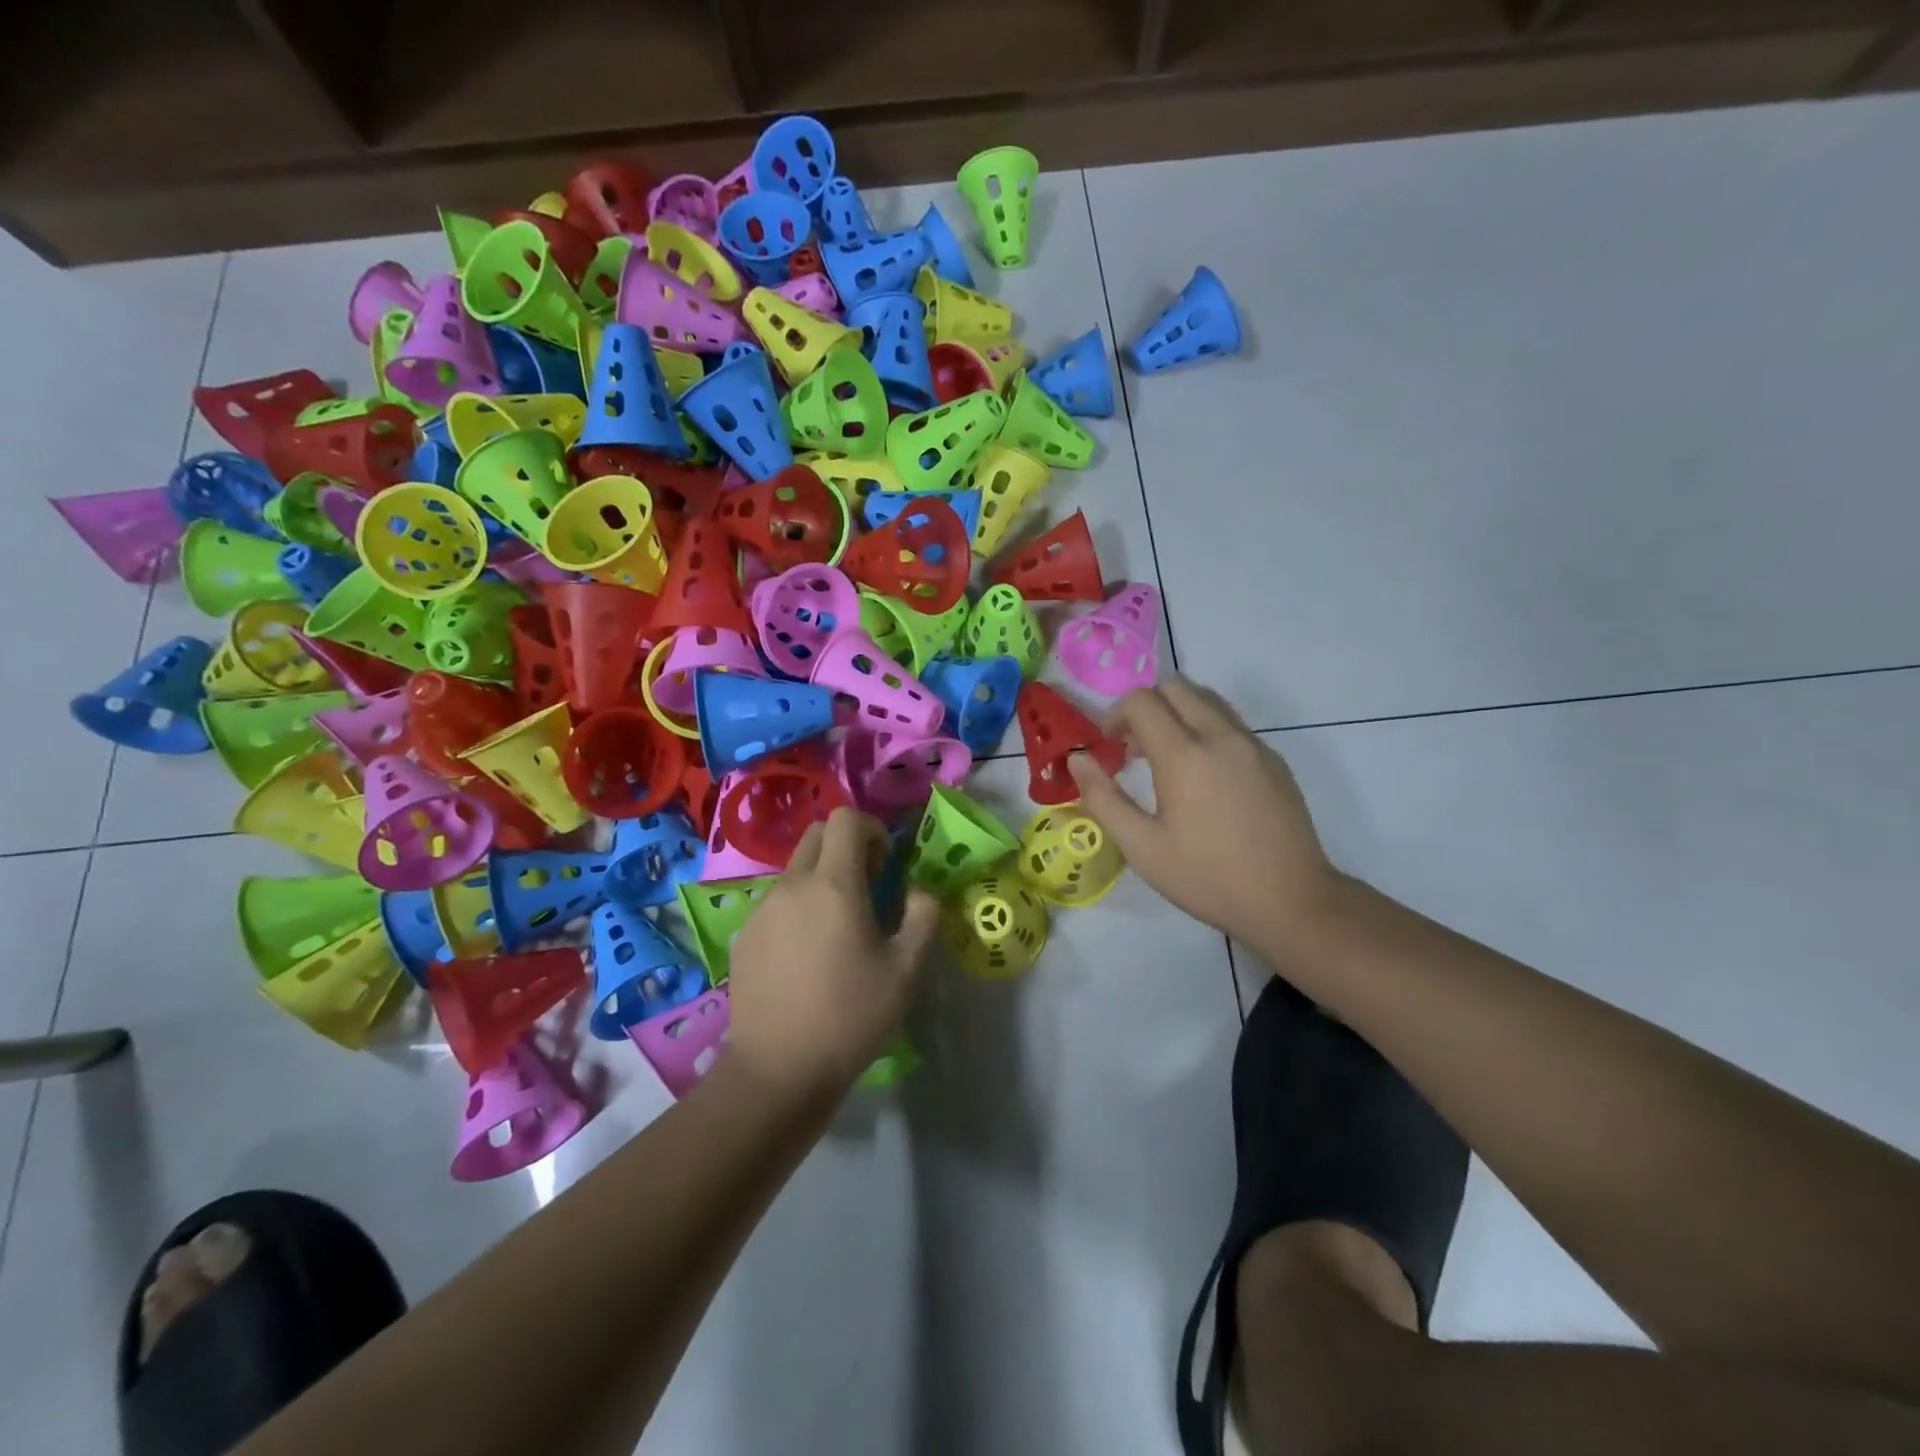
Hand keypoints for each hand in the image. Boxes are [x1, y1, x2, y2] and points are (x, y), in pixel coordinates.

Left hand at [726, 808, 940, 1097]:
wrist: (778, 1071)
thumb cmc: (851, 1016)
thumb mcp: (907, 969)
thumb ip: (923, 915)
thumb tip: (918, 889)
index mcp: (833, 885)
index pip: (845, 819)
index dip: (871, 829)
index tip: (884, 864)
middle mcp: (792, 885)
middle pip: (816, 835)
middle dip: (845, 847)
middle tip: (865, 889)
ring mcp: (761, 910)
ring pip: (795, 870)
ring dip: (821, 880)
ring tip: (836, 930)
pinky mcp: (744, 936)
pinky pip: (776, 903)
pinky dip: (797, 909)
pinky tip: (806, 957)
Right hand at [1069, 677, 1341, 952]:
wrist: (1290, 900)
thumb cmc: (1207, 877)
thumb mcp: (1141, 846)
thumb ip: (1103, 797)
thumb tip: (1077, 758)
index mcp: (1184, 755)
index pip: (1142, 701)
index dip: (1116, 714)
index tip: (1109, 746)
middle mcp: (1220, 736)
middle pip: (1176, 687)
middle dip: (1147, 706)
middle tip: (1134, 748)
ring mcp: (1253, 745)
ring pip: (1208, 700)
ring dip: (1178, 714)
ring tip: (1168, 760)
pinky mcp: (1274, 760)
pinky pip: (1232, 724)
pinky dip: (1206, 731)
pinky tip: (1204, 779)